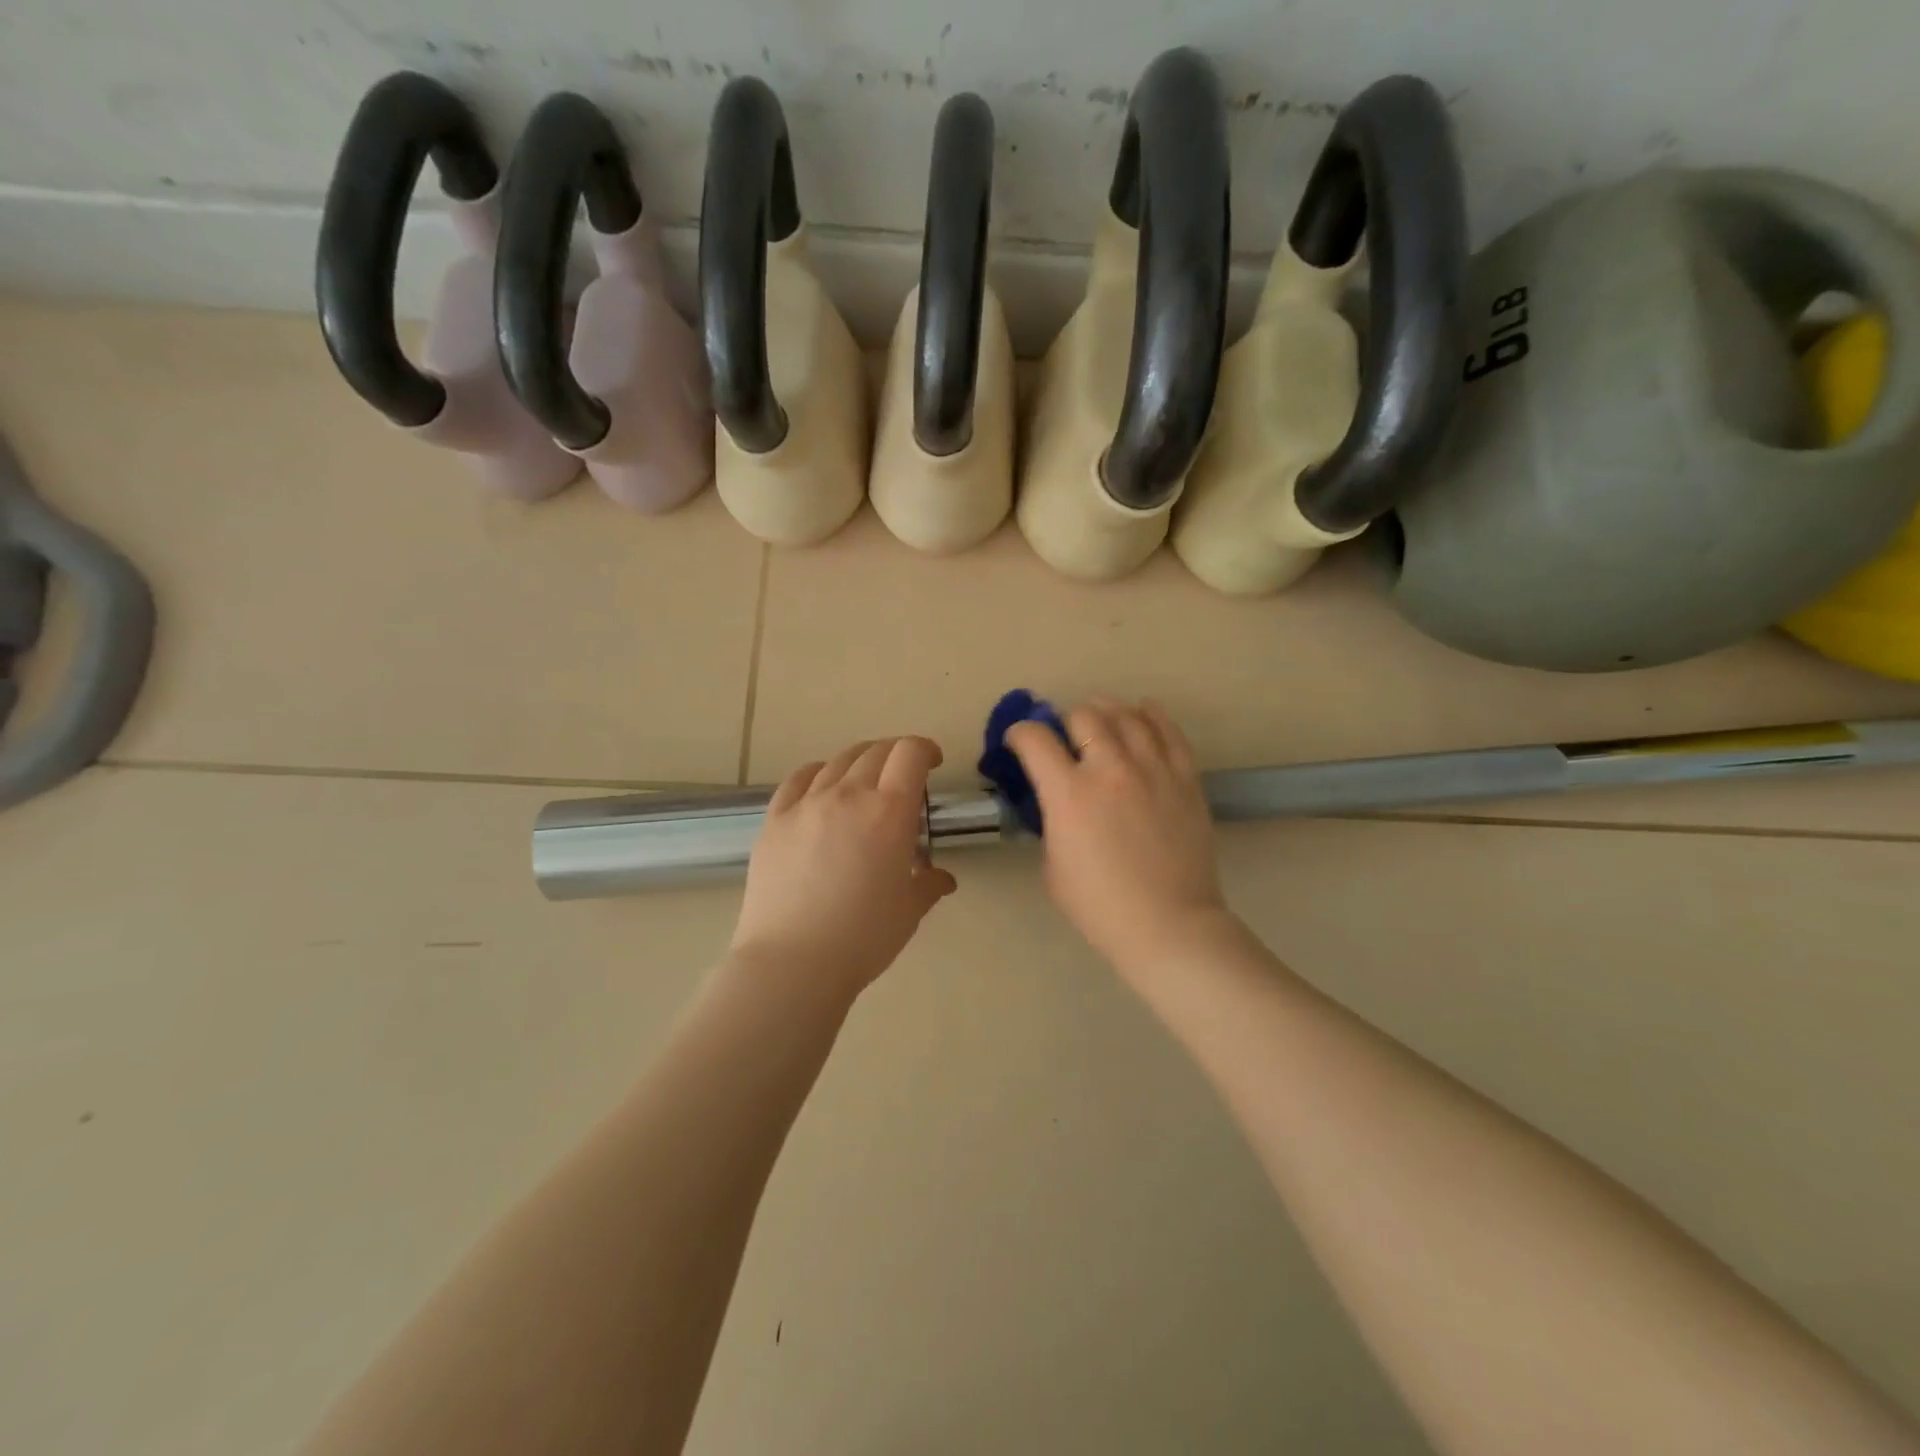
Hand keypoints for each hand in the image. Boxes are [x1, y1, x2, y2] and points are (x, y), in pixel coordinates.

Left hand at [731, 737, 956, 996]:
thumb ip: (928, 885)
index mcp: (889, 812)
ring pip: (837, 761)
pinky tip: (822, 785)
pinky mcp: (774, 820)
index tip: (932, 763)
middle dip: (896, 755)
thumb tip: (942, 878)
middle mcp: (848, 795)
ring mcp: (806, 804)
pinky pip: (798, 779)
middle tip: (903, 775)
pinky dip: (818, 773)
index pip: (910, 754)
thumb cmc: (863, 937)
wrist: (792, 961)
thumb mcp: (909, 911)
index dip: (925, 749)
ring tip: (865, 780)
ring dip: (860, 761)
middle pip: (876, 752)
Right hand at [1007, 699, 1229, 978]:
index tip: (1018, 741)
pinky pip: (1169, 731)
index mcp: (1069, 794)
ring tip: (1100, 717)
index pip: (1035, 739)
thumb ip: (1053, 820)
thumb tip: (1059, 799)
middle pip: (1083, 715)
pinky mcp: (1185, 778)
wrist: (1169, 924)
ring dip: (1106, 710)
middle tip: (1065, 737)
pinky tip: (1142, 711)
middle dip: (1065, 720)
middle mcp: (1110, 769)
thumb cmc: (1100, 906)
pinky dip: (1151, 715)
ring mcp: (1152, 769)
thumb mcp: (1053, 864)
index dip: (1019, 733)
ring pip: (1127, 714)